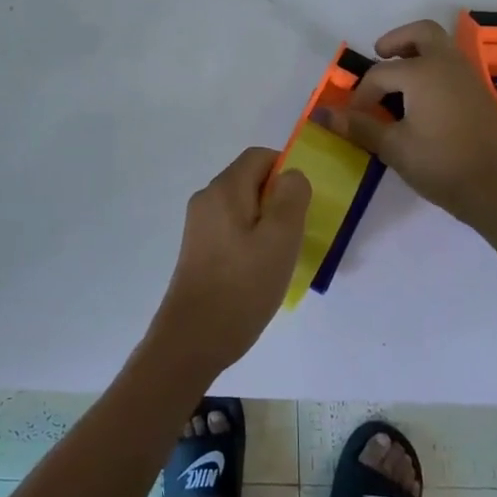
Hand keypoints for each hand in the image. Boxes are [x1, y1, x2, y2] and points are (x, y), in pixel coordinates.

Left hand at [153, 148, 310, 374]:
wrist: (192, 339)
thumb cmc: (242, 286)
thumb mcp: (280, 238)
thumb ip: (291, 197)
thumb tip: (291, 175)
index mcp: (224, 189)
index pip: (259, 157)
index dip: (286, 170)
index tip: (303, 205)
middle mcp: (206, 199)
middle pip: (250, 180)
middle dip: (278, 200)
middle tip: (295, 235)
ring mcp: (199, 225)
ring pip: (242, 207)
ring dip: (266, 223)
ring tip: (280, 257)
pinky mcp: (198, 250)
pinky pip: (232, 229)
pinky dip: (251, 240)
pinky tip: (259, 272)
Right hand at [312, 18, 496, 227]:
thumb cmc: (441, 164)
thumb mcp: (393, 147)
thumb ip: (359, 126)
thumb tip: (322, 114)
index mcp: (422, 72)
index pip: (380, 73)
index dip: (362, 94)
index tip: (354, 118)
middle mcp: (446, 64)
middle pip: (421, 33)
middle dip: (397, 40)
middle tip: (380, 56)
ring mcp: (468, 75)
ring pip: (441, 46)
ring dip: (417, 52)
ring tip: (398, 80)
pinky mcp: (480, 92)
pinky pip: (452, 64)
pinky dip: (434, 67)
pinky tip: (422, 99)